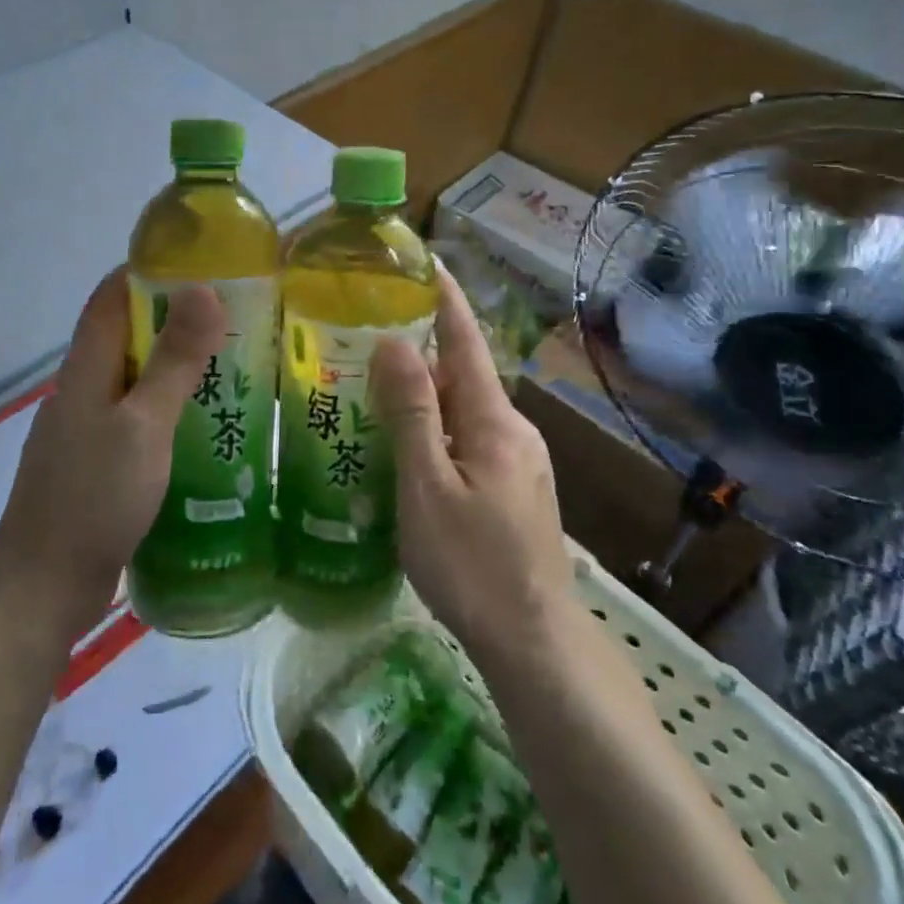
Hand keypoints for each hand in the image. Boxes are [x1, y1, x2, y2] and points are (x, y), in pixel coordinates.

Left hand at [0, 267, 224, 640]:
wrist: (41, 588)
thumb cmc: (92, 498)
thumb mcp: (143, 425)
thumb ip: (174, 360)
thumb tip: (202, 288)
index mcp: (86, 370)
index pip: (110, 297)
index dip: (148, 271)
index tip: (200, 262)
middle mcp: (82, 392)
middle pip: (126, 337)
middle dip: (174, 320)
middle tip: (236, 318)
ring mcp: (86, 432)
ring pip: (134, 382)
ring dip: (174, 368)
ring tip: (232, 369)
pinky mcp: (96, 467)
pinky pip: (136, 422)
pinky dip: (167, 412)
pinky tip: (203, 430)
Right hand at [372, 268, 574, 671]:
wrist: (534, 641)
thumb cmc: (471, 564)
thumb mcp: (427, 486)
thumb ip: (412, 413)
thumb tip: (395, 342)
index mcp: (495, 422)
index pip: (467, 343)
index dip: (446, 301)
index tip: (428, 262)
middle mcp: (516, 431)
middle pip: (464, 376)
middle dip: (423, 352)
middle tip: (369, 341)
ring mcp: (522, 462)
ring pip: (467, 411)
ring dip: (428, 395)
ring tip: (377, 394)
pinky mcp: (518, 489)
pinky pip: (472, 440)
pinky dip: (439, 429)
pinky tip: (410, 450)